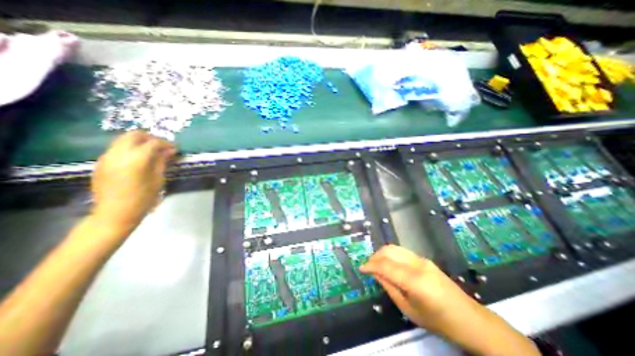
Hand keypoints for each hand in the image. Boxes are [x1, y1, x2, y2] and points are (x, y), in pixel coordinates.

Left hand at [91, 132, 174, 229]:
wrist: (115, 213)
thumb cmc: (143, 198)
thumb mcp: (158, 179)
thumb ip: (162, 161)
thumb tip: (170, 150)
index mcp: (136, 159)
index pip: (153, 143)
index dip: (166, 144)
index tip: (175, 149)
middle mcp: (119, 153)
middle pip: (134, 135)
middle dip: (151, 138)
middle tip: (162, 147)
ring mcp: (107, 157)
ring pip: (123, 140)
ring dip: (139, 142)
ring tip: (152, 152)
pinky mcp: (101, 163)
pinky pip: (117, 149)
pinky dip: (130, 149)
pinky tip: (138, 160)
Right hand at [359, 245, 537, 355]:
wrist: (469, 319)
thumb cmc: (438, 321)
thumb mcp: (409, 310)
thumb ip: (389, 287)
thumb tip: (375, 274)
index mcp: (414, 280)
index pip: (385, 266)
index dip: (370, 265)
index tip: (361, 269)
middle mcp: (417, 264)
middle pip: (389, 251)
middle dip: (375, 256)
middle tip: (368, 266)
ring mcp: (422, 259)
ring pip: (395, 248)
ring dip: (382, 254)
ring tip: (376, 265)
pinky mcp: (424, 259)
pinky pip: (402, 252)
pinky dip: (391, 255)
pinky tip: (389, 264)